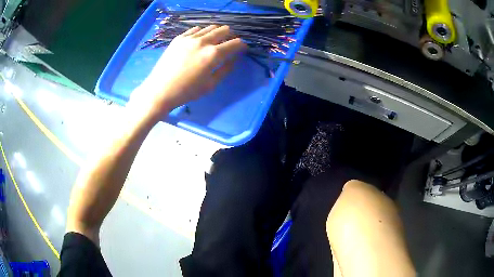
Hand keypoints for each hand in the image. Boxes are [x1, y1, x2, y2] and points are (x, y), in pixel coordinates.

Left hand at [128, 25, 246, 122]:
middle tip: (228, 43)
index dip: (241, 45)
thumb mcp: (211, 85)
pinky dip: (202, 32)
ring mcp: (189, 38)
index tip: (242, 48)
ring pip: (210, 27)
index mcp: (213, 54)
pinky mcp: (179, 38)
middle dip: (230, 35)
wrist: (160, 90)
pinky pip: (195, 29)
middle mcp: (203, 41)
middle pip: (224, 30)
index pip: (235, 43)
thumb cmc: (187, 91)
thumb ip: (226, 69)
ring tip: (214, 41)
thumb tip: (235, 58)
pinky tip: (199, 40)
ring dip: (217, 32)